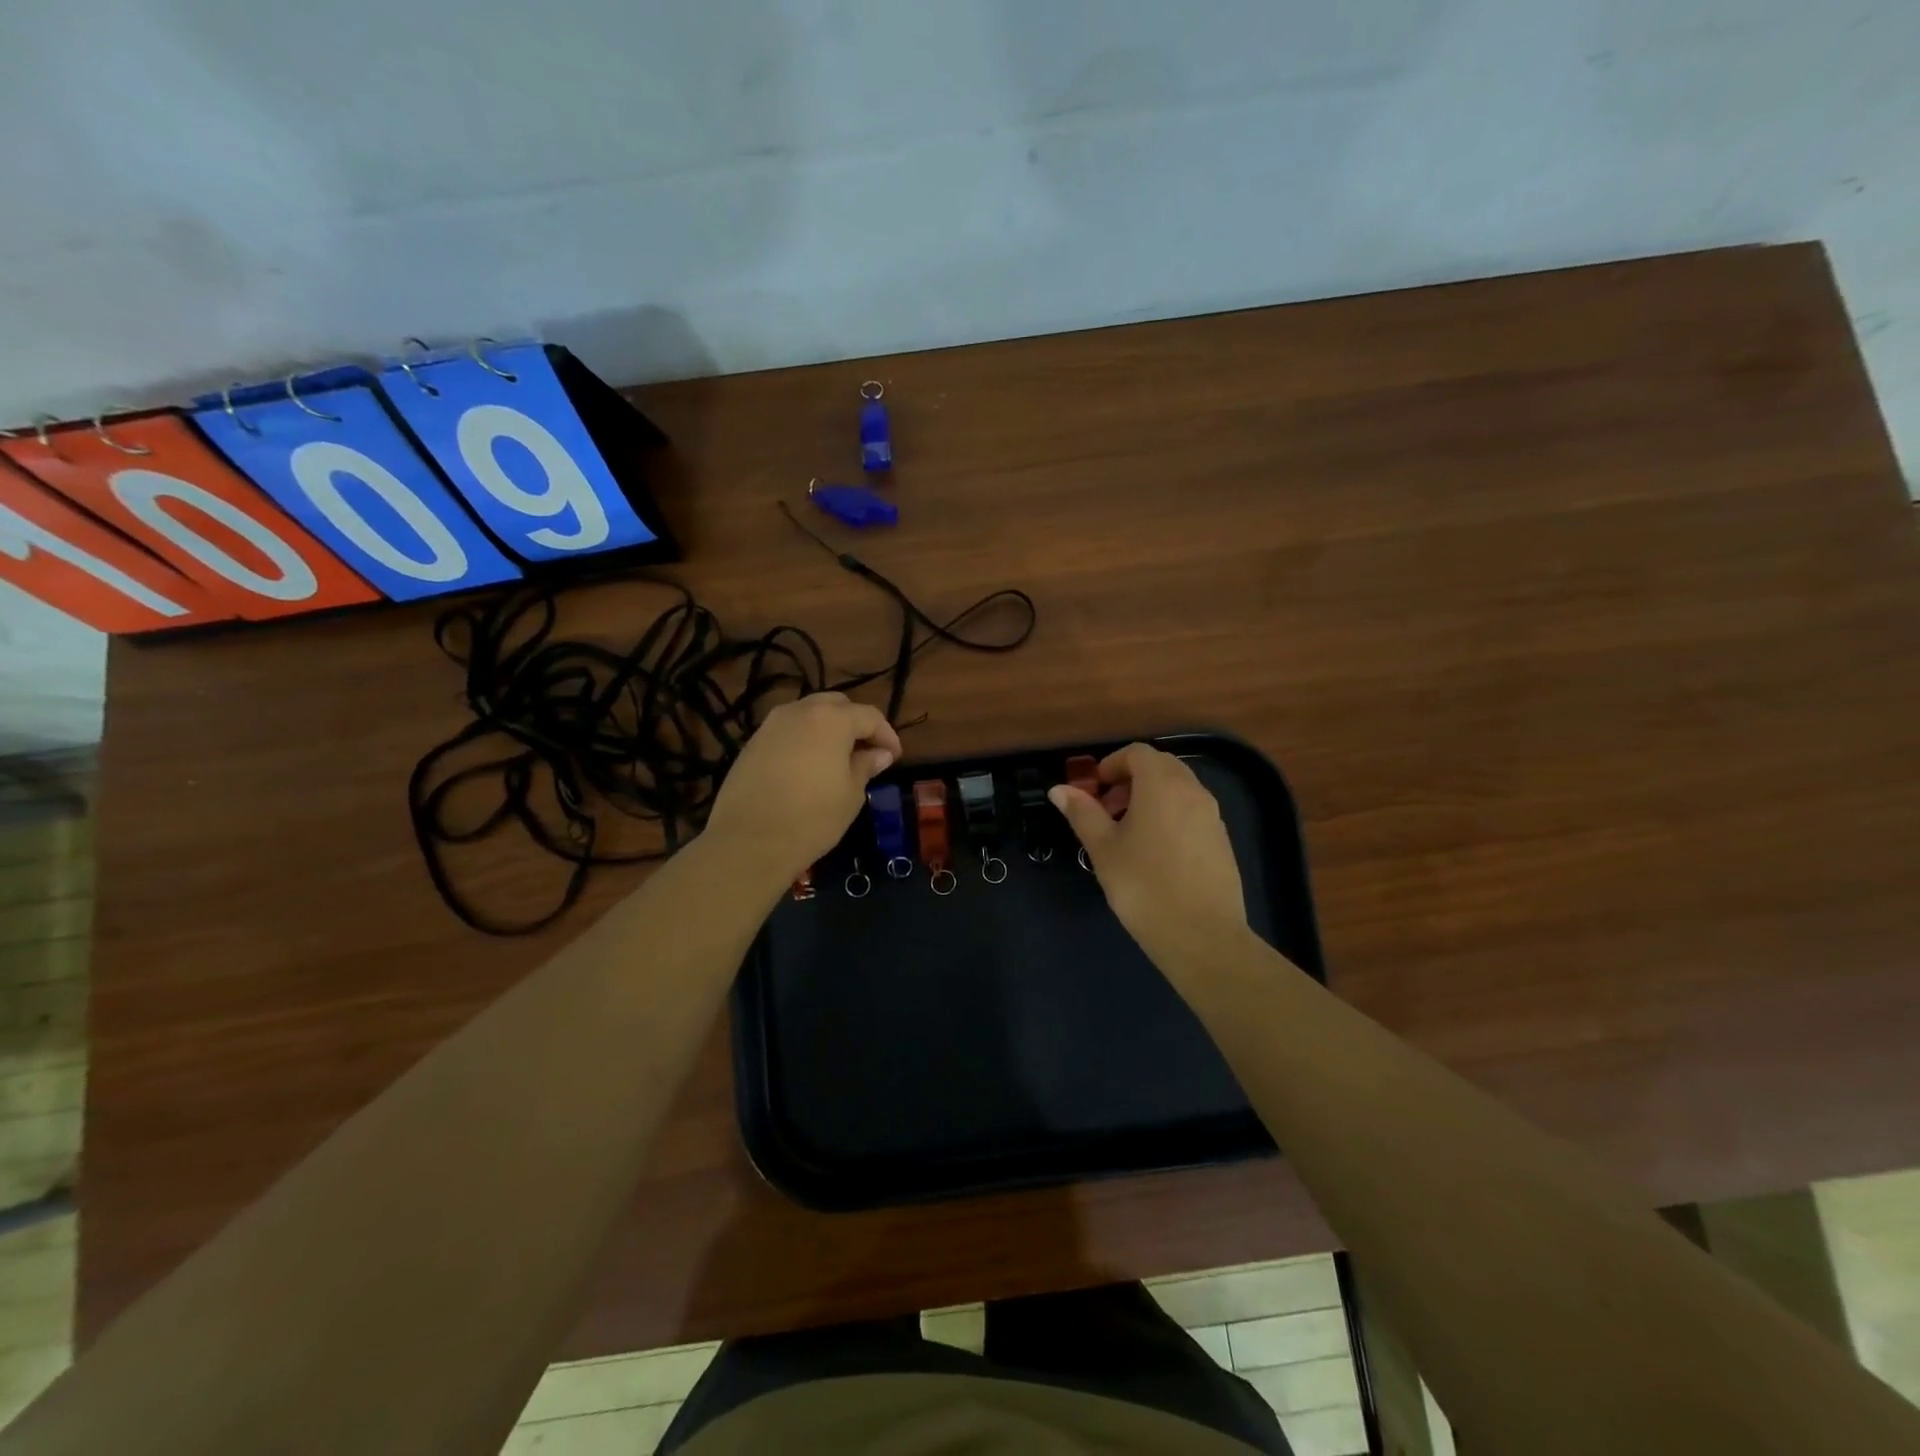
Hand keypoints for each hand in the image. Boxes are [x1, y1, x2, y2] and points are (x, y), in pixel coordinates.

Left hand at [704, 693, 901, 891]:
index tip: (895, 757)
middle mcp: (800, 711)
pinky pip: (788, 731)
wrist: (748, 841)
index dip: (887, 735)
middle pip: (837, 705)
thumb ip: (866, 765)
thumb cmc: (812, 817)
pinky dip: (805, 740)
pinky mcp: (752, 743)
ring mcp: (771, 725)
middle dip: (856, 724)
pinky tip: (809, 767)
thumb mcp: (851, 794)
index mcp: (831, 719)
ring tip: (839, 759)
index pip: (869, 716)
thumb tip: (879, 753)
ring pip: (809, 715)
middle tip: (868, 752)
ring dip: (828, 729)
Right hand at [1049, 744, 1248, 971]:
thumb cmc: (1143, 886)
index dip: (1112, 764)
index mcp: (1162, 785)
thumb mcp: (1103, 849)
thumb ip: (1082, 813)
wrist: (1202, 936)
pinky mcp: (1222, 840)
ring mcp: (1212, 815)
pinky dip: (1170, 815)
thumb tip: (1059, 789)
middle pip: (1160, 766)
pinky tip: (1155, 853)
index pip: (1137, 753)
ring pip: (1178, 789)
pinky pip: (1192, 812)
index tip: (1095, 790)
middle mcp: (1192, 791)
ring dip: (1150, 797)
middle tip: (1107, 810)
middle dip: (1131, 779)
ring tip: (1128, 834)